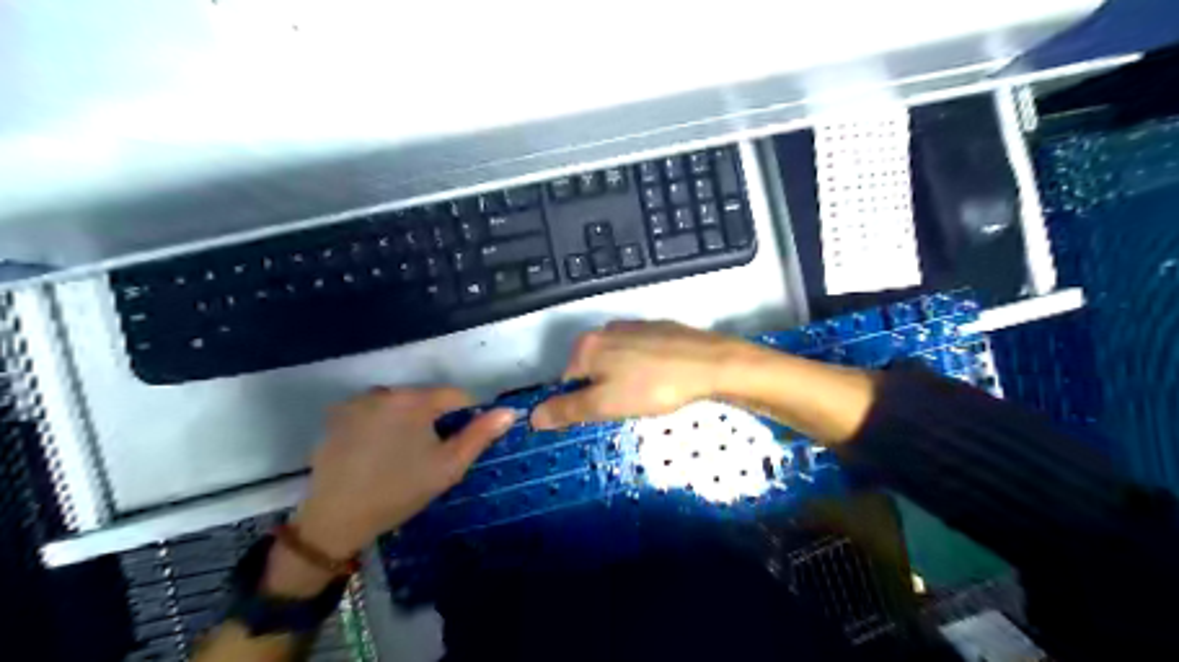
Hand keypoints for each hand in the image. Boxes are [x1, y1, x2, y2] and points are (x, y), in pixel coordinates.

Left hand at [291, 386, 514, 560]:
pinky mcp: (337, 415)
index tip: (458, 444)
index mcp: (414, 400)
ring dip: (406, 419)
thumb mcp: (448, 467)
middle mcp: (385, 391)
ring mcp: (357, 401)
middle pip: (424, 398)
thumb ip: (480, 435)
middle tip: (428, 454)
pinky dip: (380, 423)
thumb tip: (509, 412)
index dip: (465, 417)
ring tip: (401, 454)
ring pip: (399, 404)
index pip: (456, 396)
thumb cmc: (400, 491)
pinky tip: (375, 451)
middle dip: (432, 419)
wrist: (336, 518)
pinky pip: (373, 411)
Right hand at [532, 320, 738, 427]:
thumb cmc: (652, 387)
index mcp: (586, 346)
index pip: (566, 381)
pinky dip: (644, 368)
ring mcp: (634, 325)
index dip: (582, 403)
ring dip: (624, 380)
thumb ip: (566, 409)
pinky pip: (639, 353)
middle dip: (604, 390)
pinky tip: (662, 378)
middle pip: (591, 369)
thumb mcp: (604, 405)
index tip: (605, 415)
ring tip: (648, 395)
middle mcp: (605, 329)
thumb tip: (532, 416)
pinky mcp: (659, 327)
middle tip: (628, 406)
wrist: (710, 364)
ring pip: (616, 361)